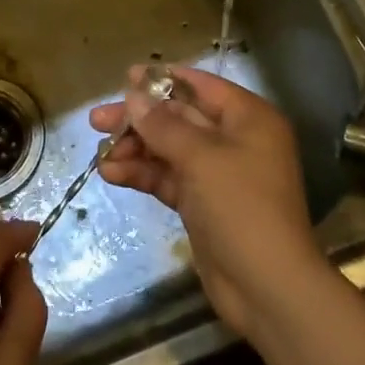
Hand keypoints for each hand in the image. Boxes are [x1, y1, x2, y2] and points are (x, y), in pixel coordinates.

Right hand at [90, 64, 325, 335]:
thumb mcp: (200, 158)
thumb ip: (163, 125)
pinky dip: (142, 174)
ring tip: (100, 154)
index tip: (126, 77)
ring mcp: (218, 174)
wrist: (267, 287)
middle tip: (97, 119)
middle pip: (180, 118)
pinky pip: (168, 178)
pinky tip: (111, 174)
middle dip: (139, 119)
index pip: (202, 86)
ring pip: (169, 149)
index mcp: (248, 118)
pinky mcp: (202, 204)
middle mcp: (234, 140)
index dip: (163, 79)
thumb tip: (133, 97)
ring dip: (135, 149)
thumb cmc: (242, 206)